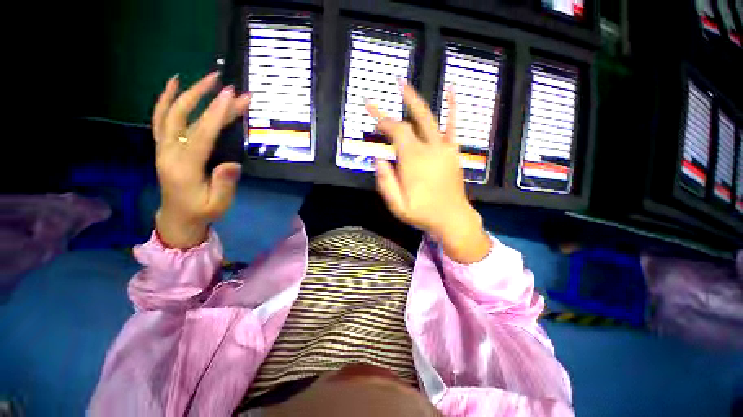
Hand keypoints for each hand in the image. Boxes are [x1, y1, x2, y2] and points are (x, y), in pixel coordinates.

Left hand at [152, 72, 250, 248]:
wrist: (177, 217)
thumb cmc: (201, 212)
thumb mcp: (218, 204)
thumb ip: (224, 185)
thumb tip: (233, 163)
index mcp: (184, 168)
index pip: (201, 135)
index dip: (217, 114)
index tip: (232, 96)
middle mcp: (169, 153)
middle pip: (184, 118)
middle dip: (206, 98)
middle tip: (228, 86)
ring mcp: (163, 148)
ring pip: (171, 113)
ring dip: (188, 93)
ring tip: (208, 78)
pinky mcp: (163, 146)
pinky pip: (160, 118)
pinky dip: (165, 99)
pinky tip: (175, 84)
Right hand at [366, 82, 491, 262]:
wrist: (452, 218)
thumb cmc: (422, 213)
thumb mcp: (397, 205)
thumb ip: (385, 182)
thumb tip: (378, 159)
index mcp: (413, 160)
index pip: (396, 132)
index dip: (383, 121)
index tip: (373, 117)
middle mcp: (429, 149)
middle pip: (410, 122)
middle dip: (395, 107)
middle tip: (385, 92)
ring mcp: (444, 149)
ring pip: (429, 118)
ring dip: (416, 101)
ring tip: (404, 85)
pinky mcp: (453, 152)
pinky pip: (453, 126)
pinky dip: (453, 107)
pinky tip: (451, 89)